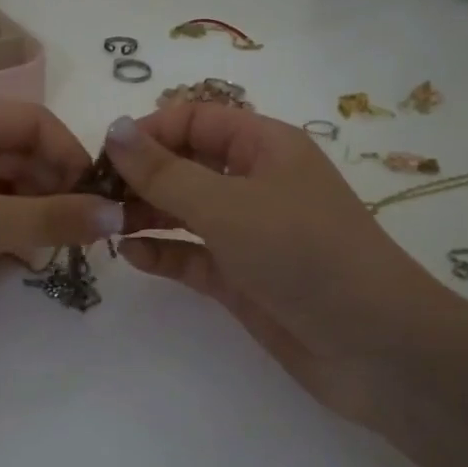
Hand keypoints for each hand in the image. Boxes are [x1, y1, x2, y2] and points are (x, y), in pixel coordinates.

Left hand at [0, 100, 122, 333]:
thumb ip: (48, 219)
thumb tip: (119, 214)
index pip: (33, 122)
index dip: (71, 156)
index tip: (99, 200)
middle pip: (21, 155)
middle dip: (53, 190)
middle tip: (81, 235)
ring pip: (4, 188)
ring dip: (32, 215)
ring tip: (51, 250)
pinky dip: (5, 233)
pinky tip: (20, 259)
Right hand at [106, 105, 464, 425]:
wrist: (374, 346)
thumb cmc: (302, 253)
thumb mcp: (227, 205)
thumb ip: (164, 171)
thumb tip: (114, 128)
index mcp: (265, 146)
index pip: (196, 120)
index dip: (149, 131)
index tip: (104, 156)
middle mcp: (256, 183)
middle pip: (187, 165)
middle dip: (141, 175)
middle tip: (93, 196)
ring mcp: (250, 233)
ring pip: (187, 212)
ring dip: (146, 214)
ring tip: (104, 225)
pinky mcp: (244, 279)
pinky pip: (194, 256)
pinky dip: (164, 254)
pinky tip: (131, 256)